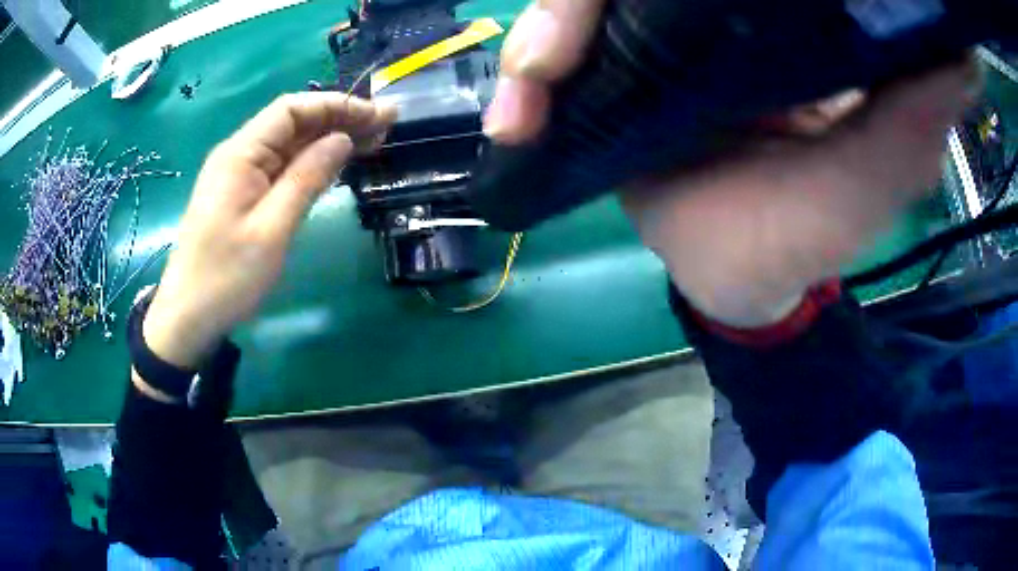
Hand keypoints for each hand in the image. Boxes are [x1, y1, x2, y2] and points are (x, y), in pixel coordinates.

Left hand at [142, 94, 395, 369]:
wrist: (188, 317)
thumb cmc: (227, 277)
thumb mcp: (271, 229)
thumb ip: (307, 178)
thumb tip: (342, 139)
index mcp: (240, 154)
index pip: (292, 110)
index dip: (335, 106)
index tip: (375, 115)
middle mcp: (239, 155)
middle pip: (293, 124)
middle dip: (338, 119)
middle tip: (385, 126)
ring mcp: (240, 176)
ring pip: (289, 145)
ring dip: (329, 140)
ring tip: (373, 141)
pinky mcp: (243, 196)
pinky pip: (281, 168)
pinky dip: (311, 163)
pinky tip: (337, 165)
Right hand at [486, 0, 974, 326]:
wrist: (734, 279)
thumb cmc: (802, 240)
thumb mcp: (869, 184)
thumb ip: (913, 121)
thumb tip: (959, 55)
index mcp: (776, 27)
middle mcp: (705, 17)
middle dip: (576, 5)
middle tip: (550, 55)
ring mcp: (647, 43)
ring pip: (576, 9)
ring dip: (541, 39)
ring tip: (527, 95)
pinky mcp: (608, 79)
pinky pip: (550, 61)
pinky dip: (523, 82)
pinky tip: (515, 120)